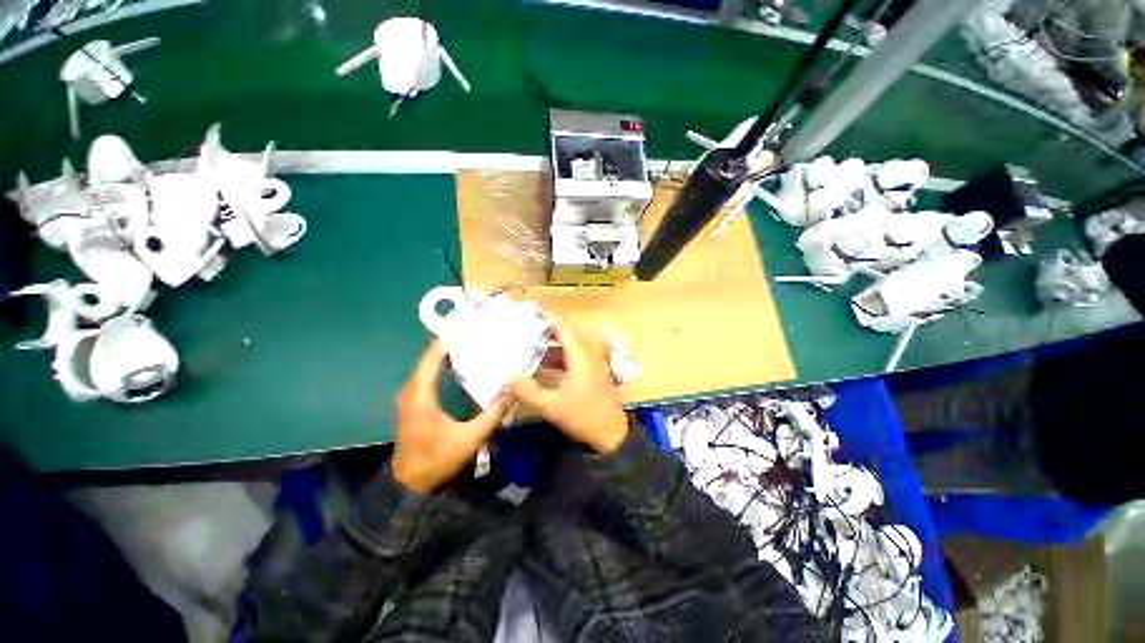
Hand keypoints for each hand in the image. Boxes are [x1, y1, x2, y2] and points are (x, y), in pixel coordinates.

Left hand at [391, 341, 510, 494]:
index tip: (468, 326)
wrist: (410, 485)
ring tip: (472, 345)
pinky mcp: (414, 403)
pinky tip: (461, 366)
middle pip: (430, 358)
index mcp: (420, 395)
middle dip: (451, 344)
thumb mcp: (470, 438)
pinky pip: (427, 376)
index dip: (447, 340)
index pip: (431, 357)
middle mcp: (411, 391)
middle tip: (476, 334)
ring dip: (447, 355)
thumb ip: (493, 414)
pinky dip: (442, 367)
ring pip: (428, 366)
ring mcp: (410, 397)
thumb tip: (512, 391)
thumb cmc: (437, 459)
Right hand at [509, 316, 628, 454]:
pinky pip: (574, 357)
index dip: (547, 317)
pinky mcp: (593, 373)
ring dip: (552, 345)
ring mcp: (593, 363)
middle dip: (546, 330)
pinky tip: (545, 366)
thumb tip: (507, 377)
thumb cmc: (584, 416)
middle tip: (526, 329)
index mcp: (581, 355)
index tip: (530, 310)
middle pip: (567, 334)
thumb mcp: (552, 406)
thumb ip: (528, 392)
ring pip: (570, 346)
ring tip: (531, 346)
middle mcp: (588, 354)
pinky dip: (559, 357)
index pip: (563, 327)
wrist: (612, 435)